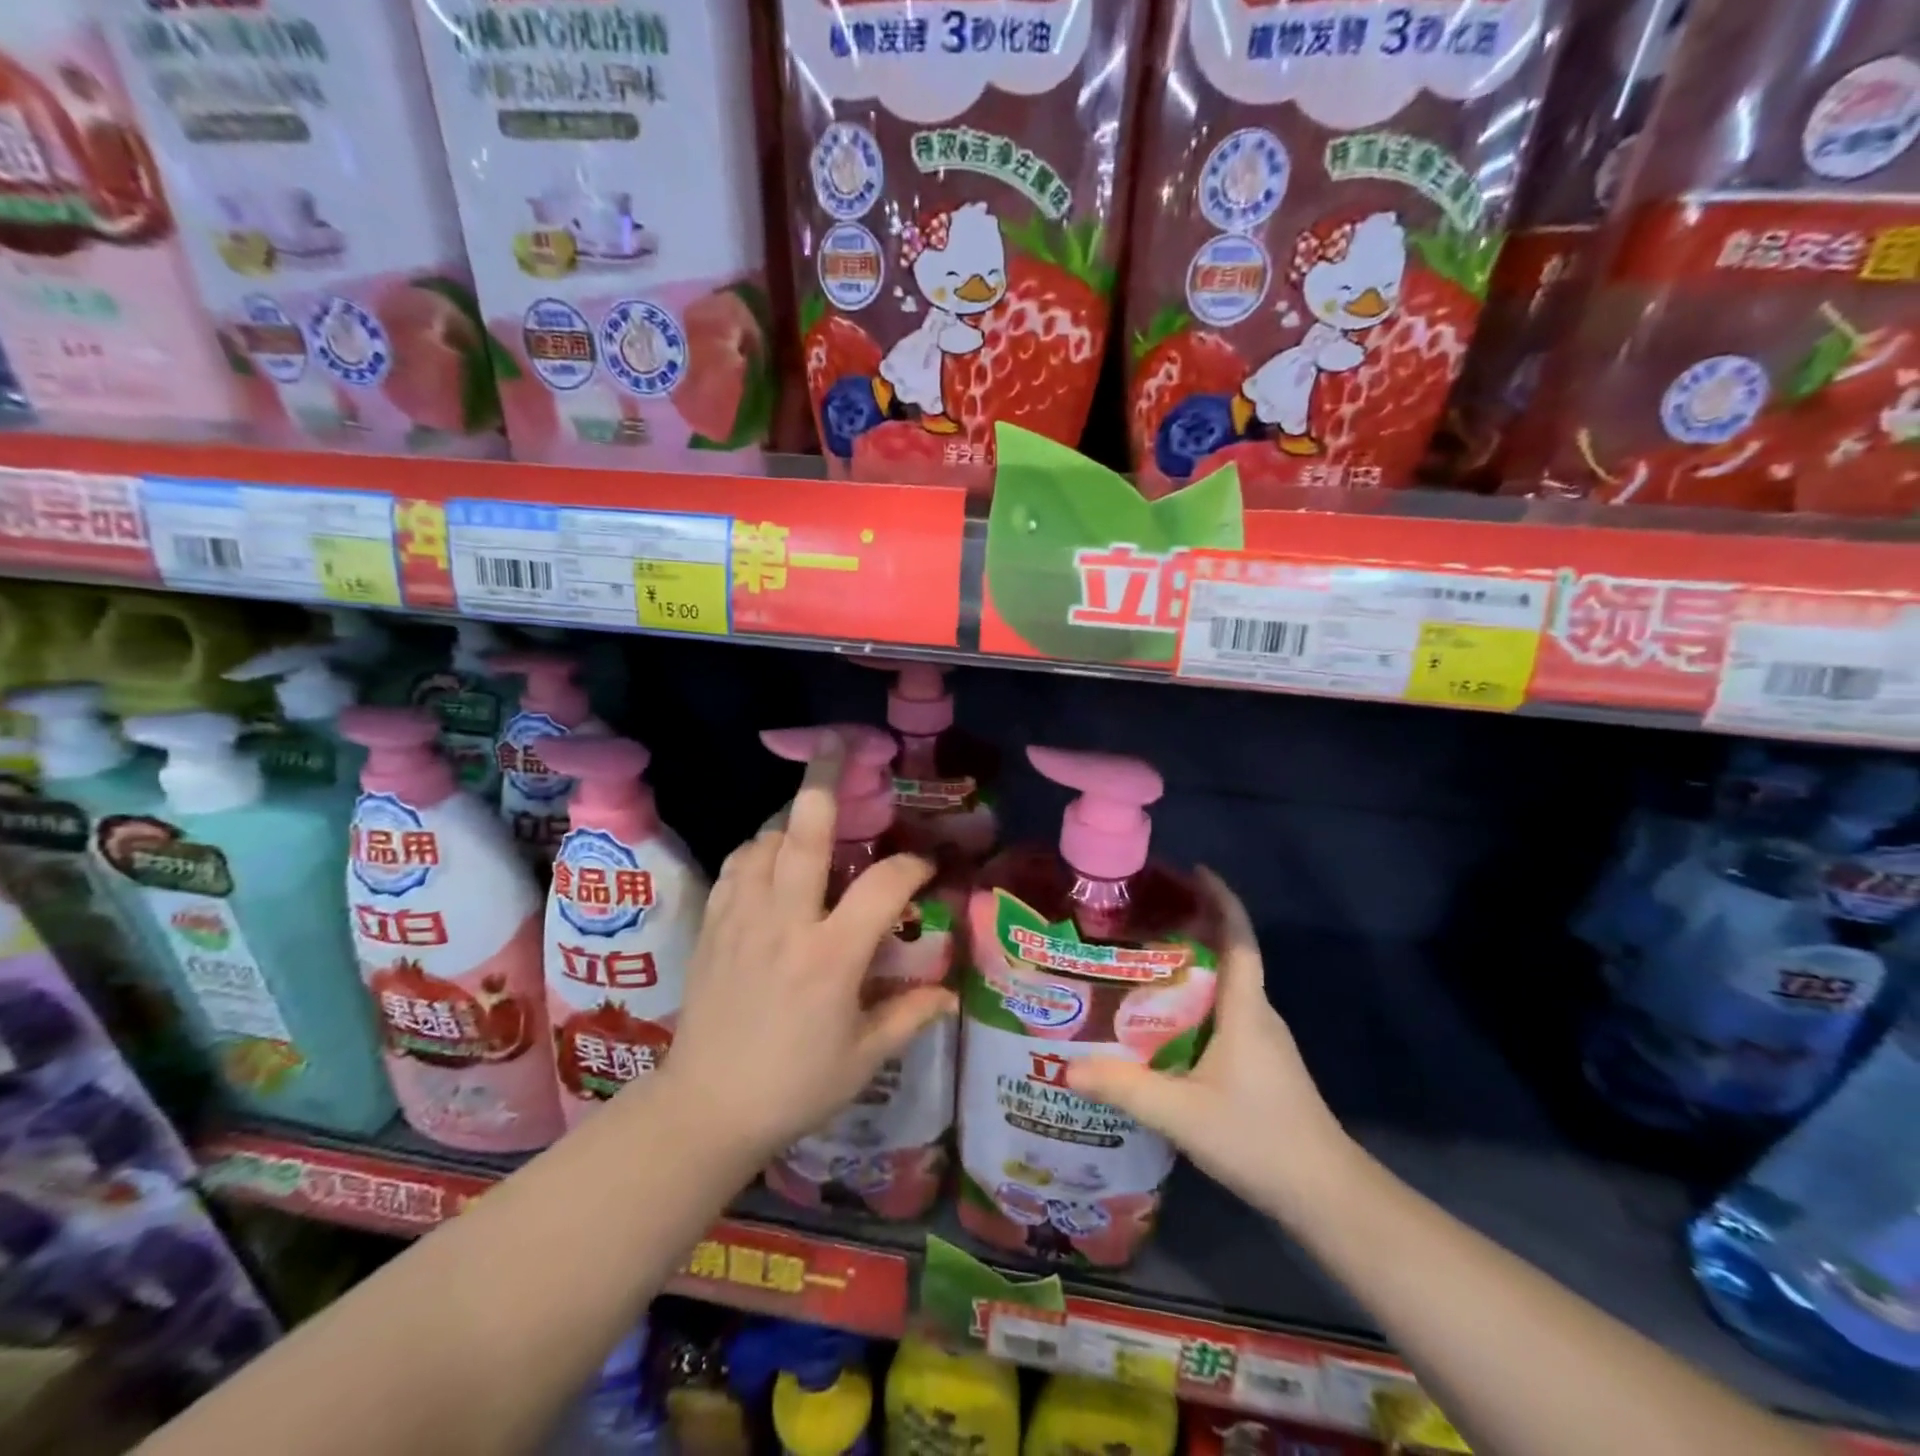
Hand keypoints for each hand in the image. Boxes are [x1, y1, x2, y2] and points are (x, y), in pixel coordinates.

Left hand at [659, 732, 957, 1166]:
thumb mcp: (863, 1059)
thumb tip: (950, 995)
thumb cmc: (793, 1086)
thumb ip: (910, 1017)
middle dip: (826, 781)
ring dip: (792, 822)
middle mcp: (785, 922)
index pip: (884, 885)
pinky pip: (737, 866)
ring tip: (813, 821)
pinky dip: (758, 850)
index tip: (925, 866)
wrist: (704, 1108)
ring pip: (765, 841)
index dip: (912, 865)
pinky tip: (771, 859)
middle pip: (805, 832)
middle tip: (838, 744)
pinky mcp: (712, 925)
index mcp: (831, 956)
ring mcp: (742, 918)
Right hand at [1065, 870, 1356, 1222]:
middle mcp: (1258, 1013)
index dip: (1221, 899)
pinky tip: (1161, 1021)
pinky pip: (1224, 1014)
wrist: (1327, 1195)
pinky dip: (1195, 1001)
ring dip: (1191, 967)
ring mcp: (1263, 1040)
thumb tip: (1068, 1067)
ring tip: (1140, 963)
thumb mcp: (1182, 1114)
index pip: (1239, 937)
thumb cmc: (1259, 1138)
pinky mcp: (1261, 1063)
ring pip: (1225, 987)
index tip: (1194, 870)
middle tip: (1140, 919)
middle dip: (1193, 927)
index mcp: (1246, 1008)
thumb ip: (1125, 1088)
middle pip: (1229, 954)